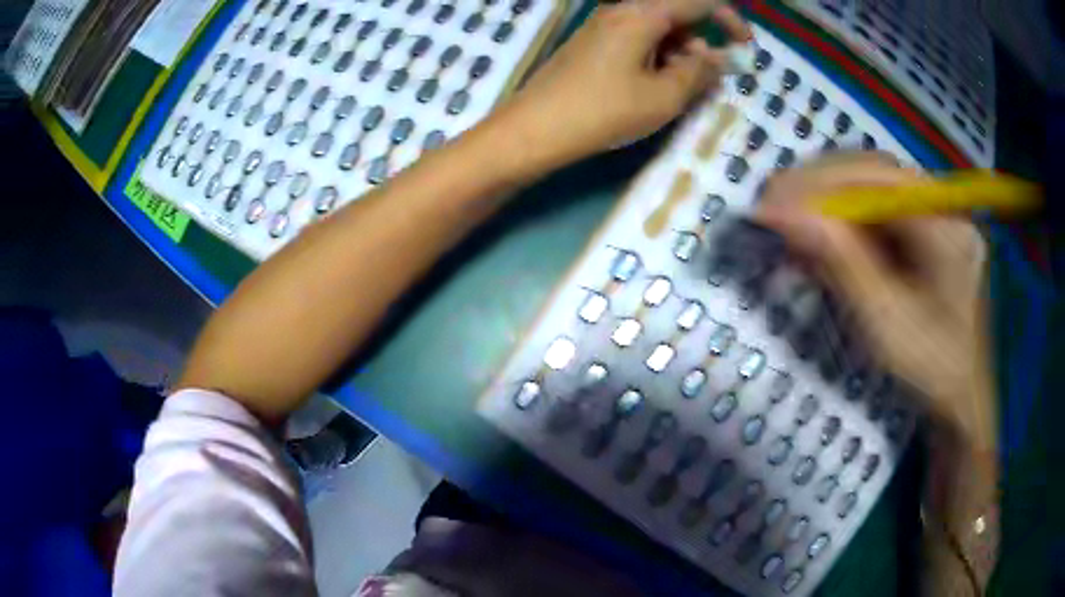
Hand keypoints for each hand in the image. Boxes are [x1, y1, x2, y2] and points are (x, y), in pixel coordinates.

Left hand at [496, 0, 749, 171]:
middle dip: (702, 42)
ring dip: (680, 55)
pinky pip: (638, 40)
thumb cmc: (603, 111)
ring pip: (658, 30)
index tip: (745, 46)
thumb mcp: (663, 96)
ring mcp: (605, 26)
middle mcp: (623, 10)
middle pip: (677, 13)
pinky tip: (655, 88)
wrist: (534, 128)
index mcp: (643, 13)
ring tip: (680, 92)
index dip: (729, 19)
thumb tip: (719, 59)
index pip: (698, 1)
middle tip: (709, 79)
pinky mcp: (594, 44)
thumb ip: (699, 72)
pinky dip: (658, 59)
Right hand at [755, 153, 995, 452]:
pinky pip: (878, 216)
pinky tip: (820, 240)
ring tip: (789, 224)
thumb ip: (842, 262)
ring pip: (871, 191)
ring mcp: (934, 218)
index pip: (878, 177)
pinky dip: (843, 225)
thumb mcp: (887, 322)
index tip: (772, 201)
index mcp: (947, 223)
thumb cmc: (932, 370)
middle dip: (819, 188)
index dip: (822, 183)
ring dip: (827, 204)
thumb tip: (784, 213)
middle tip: (773, 207)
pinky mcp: (924, 234)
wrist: (961, 400)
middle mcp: (942, 206)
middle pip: (873, 174)